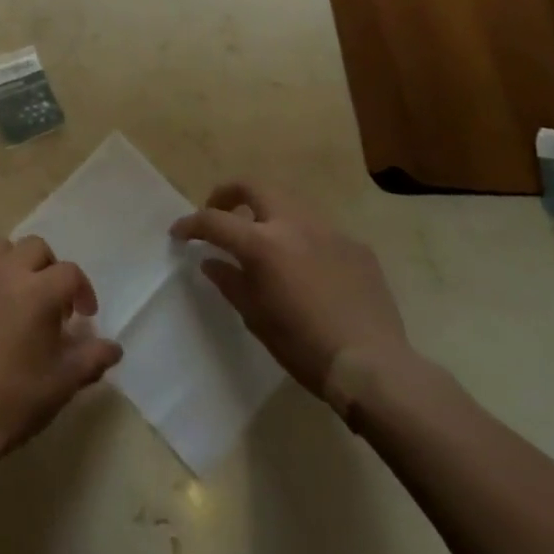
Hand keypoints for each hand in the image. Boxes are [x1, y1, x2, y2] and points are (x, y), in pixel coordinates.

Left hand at [0, 236, 122, 473]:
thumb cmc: (12, 401)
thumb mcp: (62, 385)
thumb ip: (92, 359)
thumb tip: (114, 347)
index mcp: (40, 291)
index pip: (71, 273)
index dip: (83, 291)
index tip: (84, 317)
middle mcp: (7, 272)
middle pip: (36, 247)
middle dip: (49, 269)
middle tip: (51, 303)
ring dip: (12, 263)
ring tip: (15, 294)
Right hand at [170, 182, 410, 412]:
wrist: (374, 366)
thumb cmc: (304, 346)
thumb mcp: (256, 318)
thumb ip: (230, 282)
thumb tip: (211, 261)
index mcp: (263, 243)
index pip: (215, 220)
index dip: (191, 224)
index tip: (179, 233)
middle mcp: (293, 224)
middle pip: (252, 187)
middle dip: (229, 194)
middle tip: (220, 214)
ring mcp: (328, 231)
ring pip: (289, 204)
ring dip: (268, 214)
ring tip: (265, 242)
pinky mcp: (356, 246)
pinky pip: (320, 232)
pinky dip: (303, 240)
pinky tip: (309, 269)